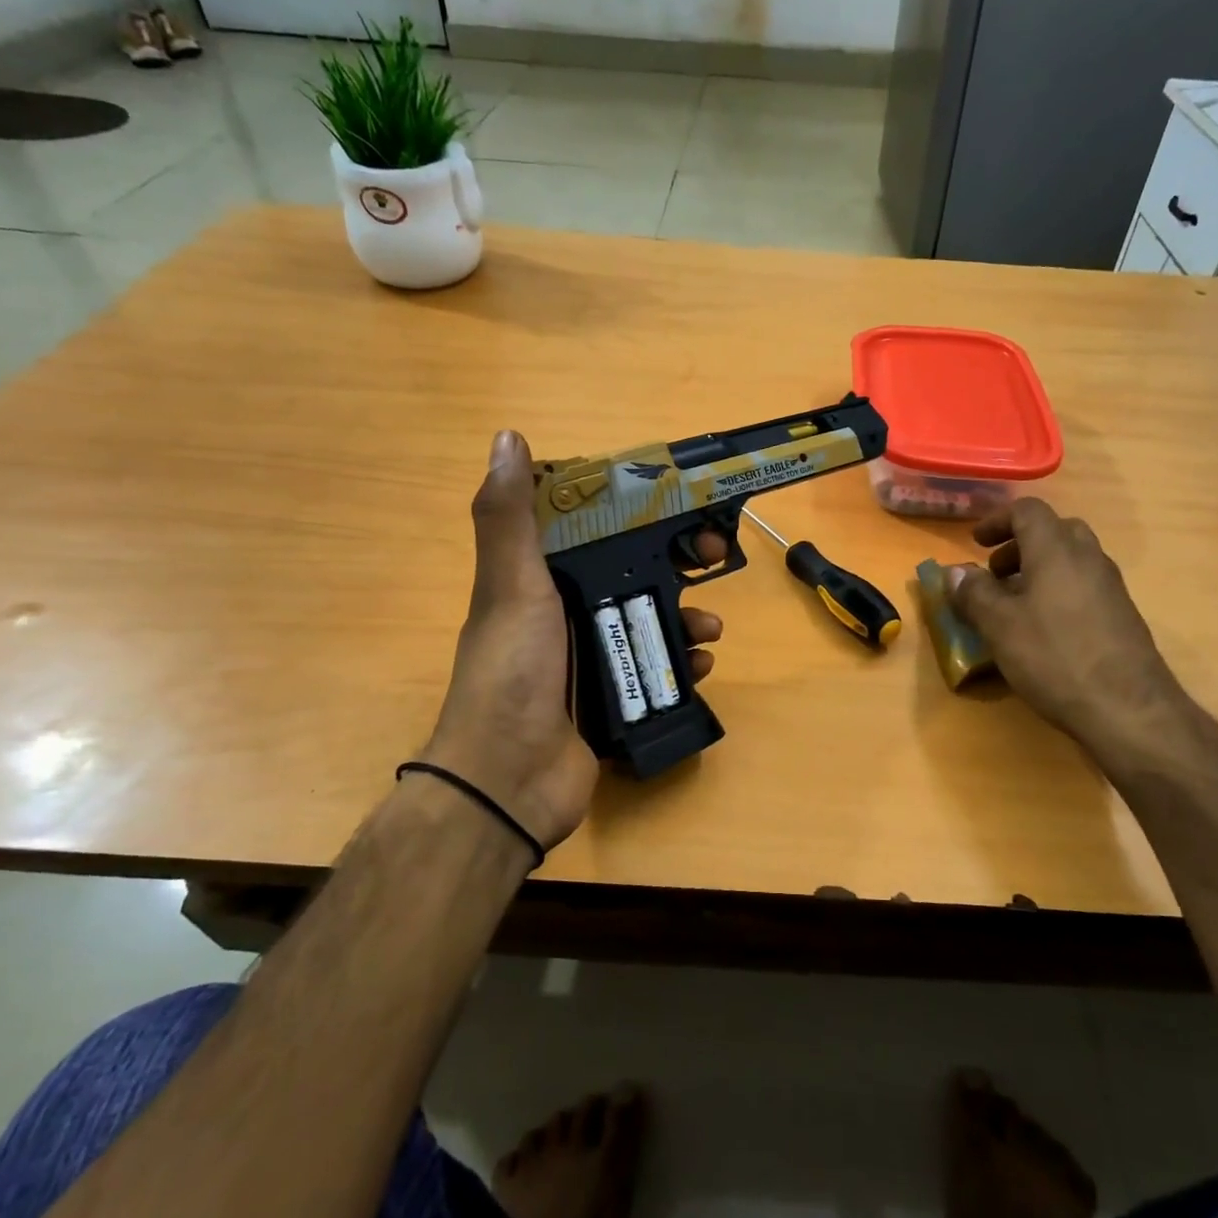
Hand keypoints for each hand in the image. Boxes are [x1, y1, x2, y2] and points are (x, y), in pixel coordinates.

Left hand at [424, 430, 723, 850]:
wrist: (509, 780)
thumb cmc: (512, 672)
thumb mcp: (510, 586)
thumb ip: (508, 517)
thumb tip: (506, 437)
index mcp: (538, 581)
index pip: (589, 530)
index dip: (630, 512)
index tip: (670, 503)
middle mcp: (564, 614)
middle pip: (630, 574)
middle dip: (674, 563)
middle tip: (711, 556)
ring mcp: (590, 658)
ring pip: (650, 621)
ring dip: (687, 617)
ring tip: (711, 628)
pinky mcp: (613, 698)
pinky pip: (659, 669)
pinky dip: (685, 663)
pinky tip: (701, 666)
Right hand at [946, 499, 1217, 791]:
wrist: (1128, 708)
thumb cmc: (1054, 657)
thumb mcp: (999, 626)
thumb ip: (974, 593)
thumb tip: (955, 572)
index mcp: (1056, 549)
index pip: (1028, 511)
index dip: (997, 520)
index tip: (975, 542)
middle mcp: (1088, 558)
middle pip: (1055, 530)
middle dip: (1020, 545)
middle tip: (996, 572)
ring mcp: (1110, 586)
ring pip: (1071, 559)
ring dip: (1039, 568)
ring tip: (1013, 603)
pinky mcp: (1122, 615)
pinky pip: (1084, 585)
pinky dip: (1058, 590)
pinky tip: (1043, 629)